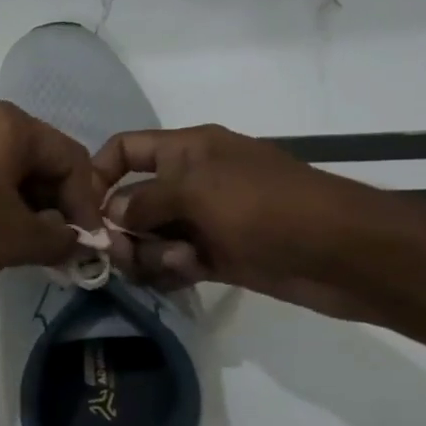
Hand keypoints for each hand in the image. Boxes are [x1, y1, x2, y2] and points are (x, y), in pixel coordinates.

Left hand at [0, 102, 102, 300]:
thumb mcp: (22, 240)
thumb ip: (62, 237)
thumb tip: (76, 241)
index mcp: (7, 122)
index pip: (67, 157)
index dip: (84, 200)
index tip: (87, 237)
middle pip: (33, 154)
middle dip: (51, 197)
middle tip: (56, 236)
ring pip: (1, 160)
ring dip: (21, 196)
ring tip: (26, 235)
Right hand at [91, 124, 394, 318]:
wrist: (343, 254)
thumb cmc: (266, 207)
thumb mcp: (196, 191)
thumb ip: (144, 200)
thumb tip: (112, 216)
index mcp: (187, 150)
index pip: (126, 149)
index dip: (99, 173)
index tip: (82, 208)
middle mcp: (190, 182)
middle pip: (131, 199)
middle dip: (120, 227)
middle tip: (122, 253)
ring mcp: (203, 220)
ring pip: (149, 236)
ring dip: (148, 253)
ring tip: (174, 265)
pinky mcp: (216, 255)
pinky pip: (172, 261)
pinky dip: (168, 270)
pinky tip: (183, 276)